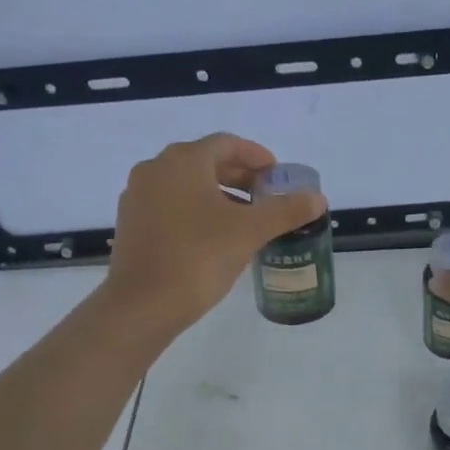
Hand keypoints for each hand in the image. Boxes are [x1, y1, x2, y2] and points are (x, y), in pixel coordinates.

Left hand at [103, 134, 326, 338]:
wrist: (142, 304)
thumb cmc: (198, 258)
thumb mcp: (249, 232)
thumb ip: (286, 211)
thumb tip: (317, 198)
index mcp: (183, 161)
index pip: (227, 144)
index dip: (256, 156)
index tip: (277, 174)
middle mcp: (156, 169)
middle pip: (205, 162)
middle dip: (239, 176)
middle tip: (266, 197)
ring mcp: (138, 196)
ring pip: (186, 185)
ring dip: (218, 194)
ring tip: (245, 219)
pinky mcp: (131, 223)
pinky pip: (170, 205)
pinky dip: (196, 210)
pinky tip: (214, 237)